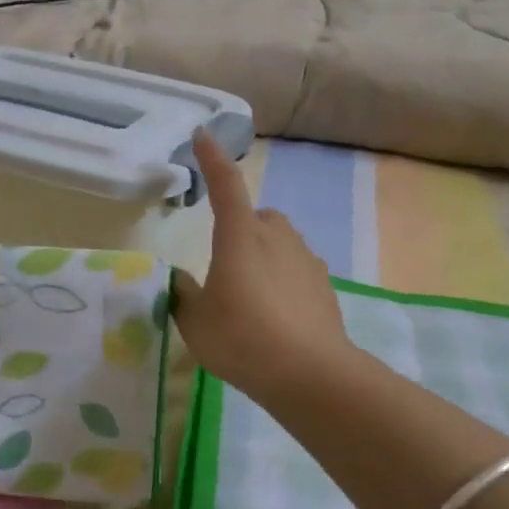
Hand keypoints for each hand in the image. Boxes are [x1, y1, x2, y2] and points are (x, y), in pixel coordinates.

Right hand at [171, 131, 349, 401]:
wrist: (310, 373)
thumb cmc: (242, 338)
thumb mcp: (196, 321)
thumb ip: (185, 295)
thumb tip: (184, 282)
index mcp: (240, 236)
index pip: (225, 185)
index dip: (212, 159)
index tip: (203, 136)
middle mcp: (276, 237)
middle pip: (257, 216)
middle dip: (241, 227)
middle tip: (226, 264)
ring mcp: (306, 259)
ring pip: (280, 242)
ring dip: (264, 254)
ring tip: (250, 295)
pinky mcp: (324, 284)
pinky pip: (297, 268)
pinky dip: (284, 279)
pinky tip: (276, 313)